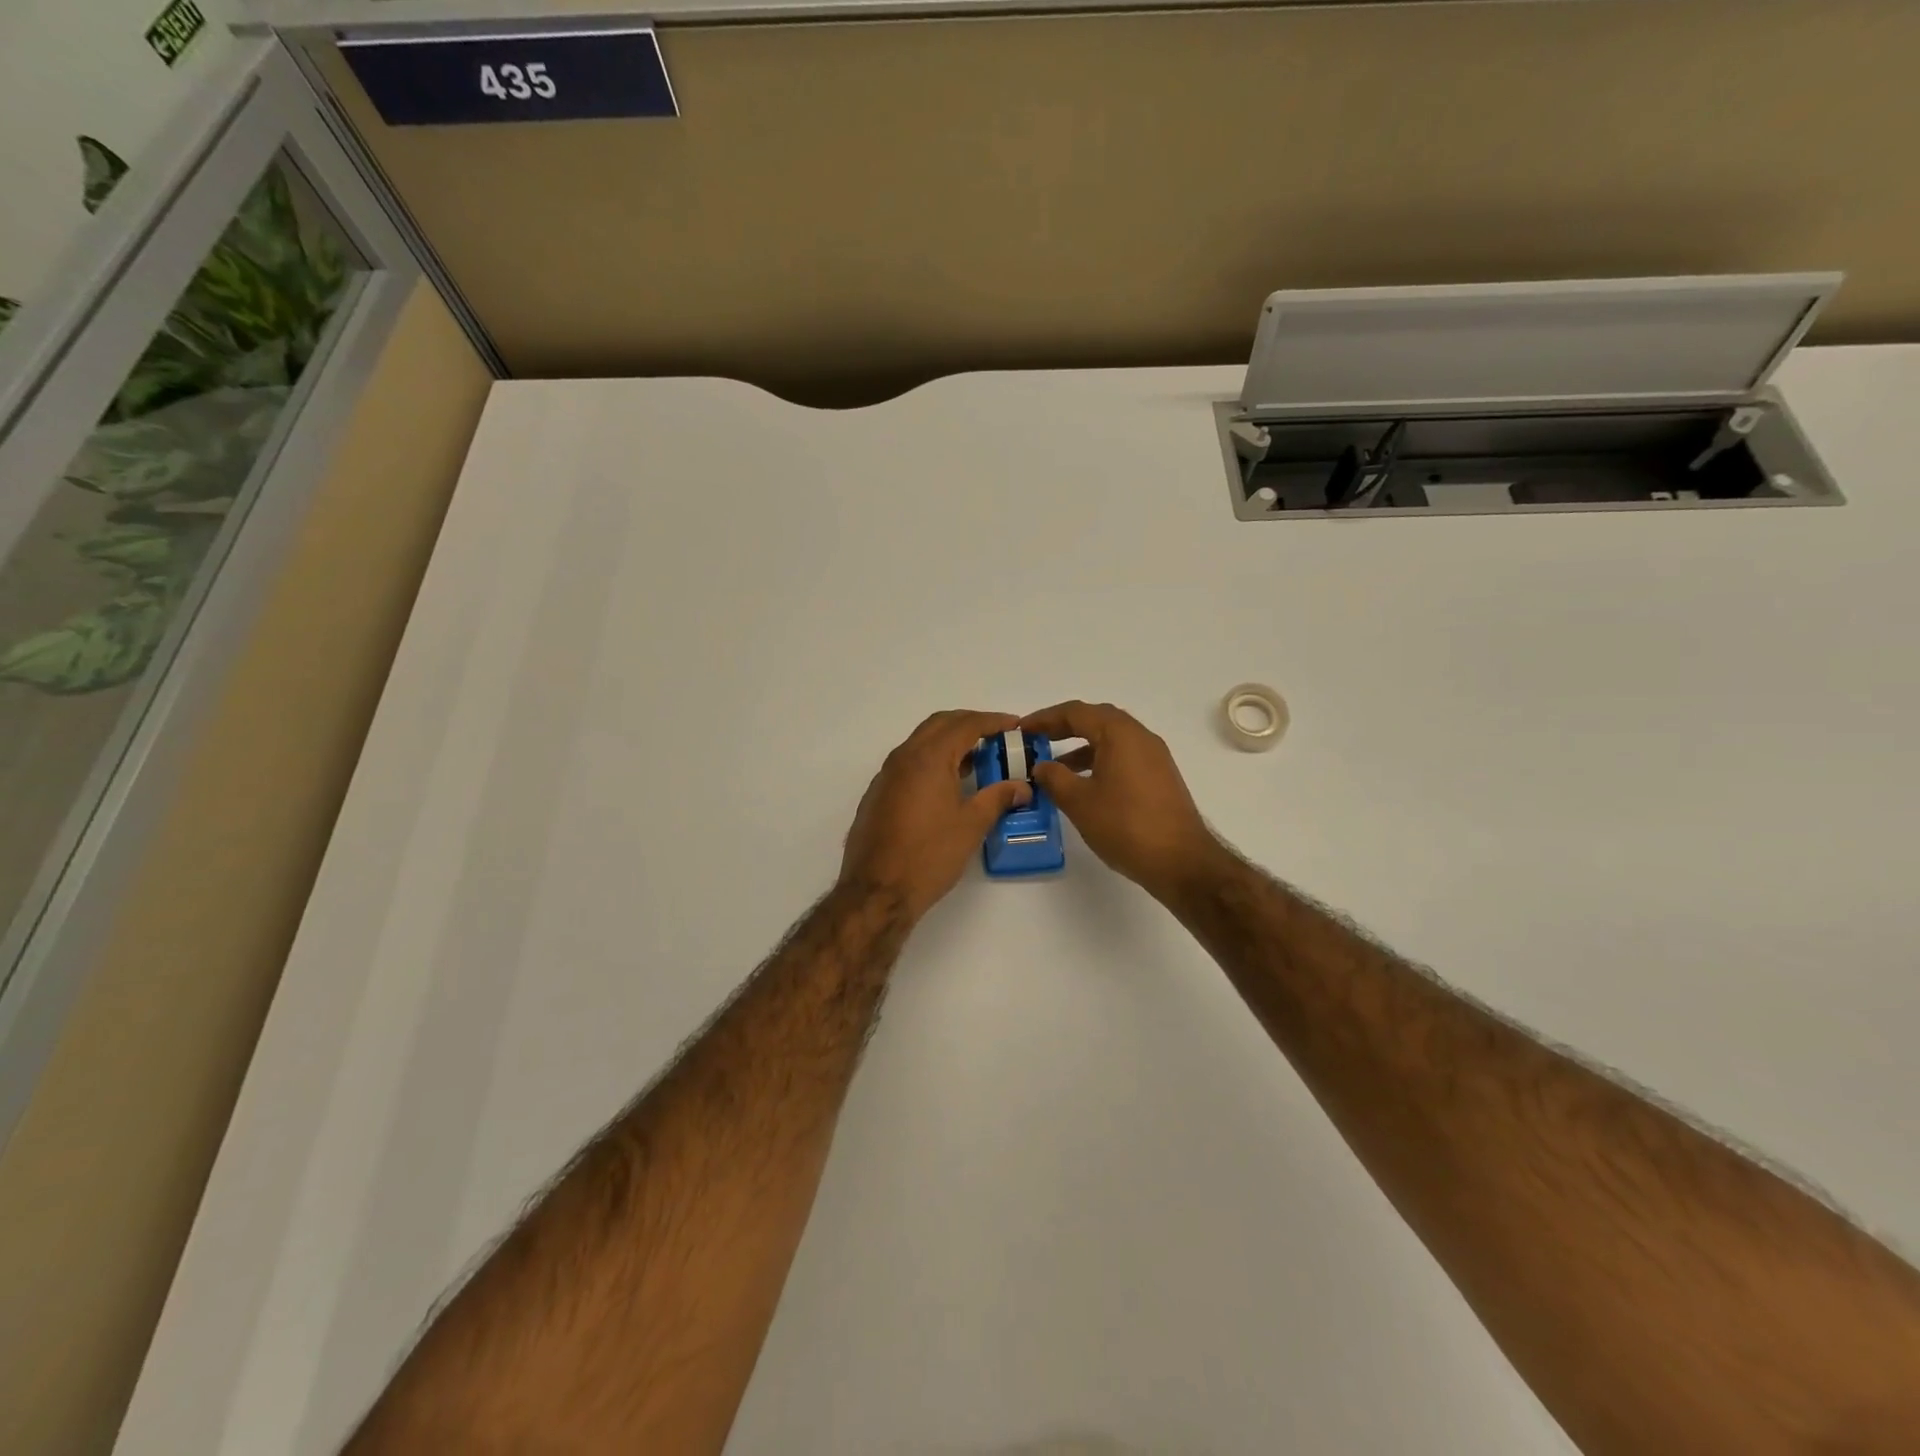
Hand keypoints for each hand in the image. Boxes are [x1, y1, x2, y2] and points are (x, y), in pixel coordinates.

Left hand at [839, 709, 1033, 920]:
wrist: (877, 891)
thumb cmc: (929, 855)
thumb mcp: (971, 825)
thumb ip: (998, 798)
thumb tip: (1021, 787)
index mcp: (928, 758)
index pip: (965, 724)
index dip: (993, 721)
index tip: (1015, 725)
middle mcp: (903, 757)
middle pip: (939, 724)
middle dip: (970, 724)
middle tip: (997, 737)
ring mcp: (886, 775)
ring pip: (921, 743)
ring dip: (949, 742)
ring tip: (978, 760)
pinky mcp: (878, 794)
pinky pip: (909, 763)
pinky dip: (932, 760)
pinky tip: (948, 785)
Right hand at [1023, 701, 1222, 900]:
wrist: (1181, 861)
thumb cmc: (1126, 826)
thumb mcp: (1079, 802)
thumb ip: (1054, 778)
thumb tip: (1041, 766)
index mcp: (1120, 734)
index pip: (1076, 712)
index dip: (1045, 718)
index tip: (1021, 729)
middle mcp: (1140, 736)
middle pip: (1096, 719)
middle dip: (1063, 727)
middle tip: (1036, 740)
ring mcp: (1154, 757)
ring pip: (1111, 740)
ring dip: (1081, 747)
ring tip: (1054, 768)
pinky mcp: (1159, 777)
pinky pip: (1123, 757)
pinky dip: (1099, 761)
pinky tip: (1084, 786)